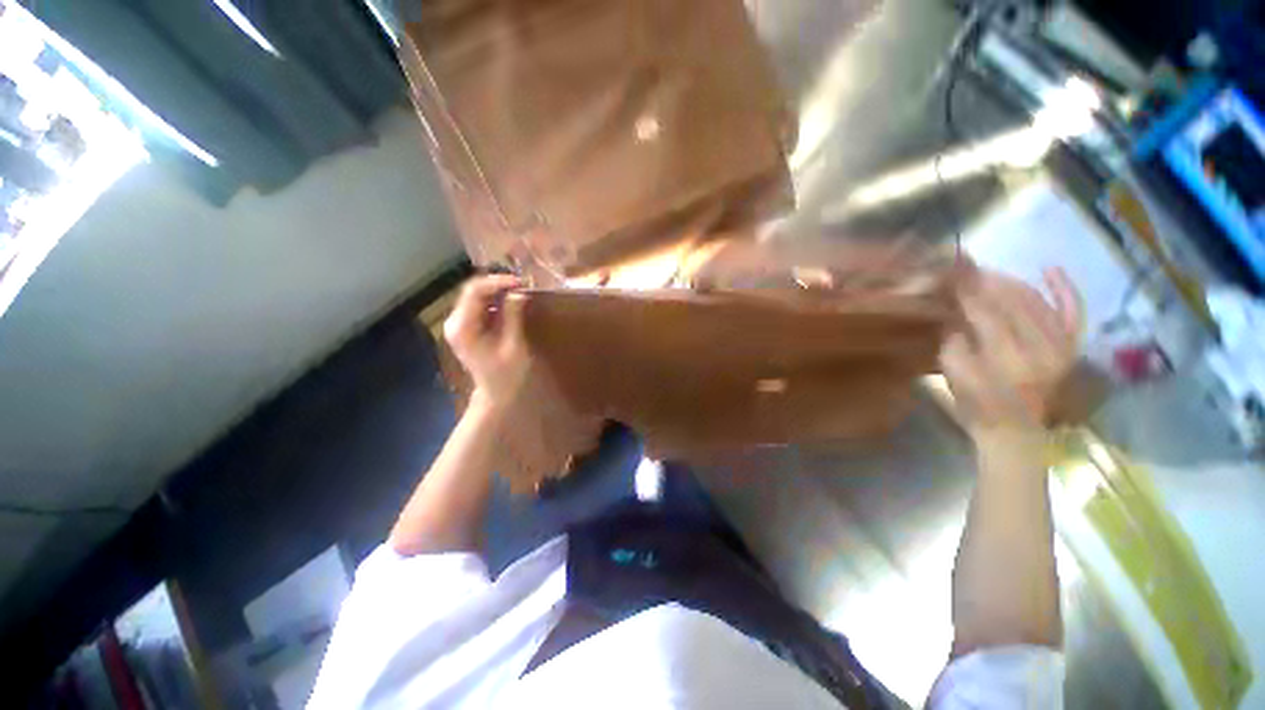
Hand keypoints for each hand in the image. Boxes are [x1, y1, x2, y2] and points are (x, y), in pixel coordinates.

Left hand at [444, 274, 531, 413]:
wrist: (495, 394)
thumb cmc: (506, 374)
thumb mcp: (514, 345)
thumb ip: (513, 316)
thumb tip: (519, 292)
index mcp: (463, 327)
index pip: (474, 291)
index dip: (497, 282)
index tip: (520, 282)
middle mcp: (455, 322)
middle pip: (473, 291)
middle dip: (498, 284)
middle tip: (523, 284)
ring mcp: (459, 324)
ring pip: (476, 296)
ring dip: (498, 291)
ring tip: (520, 290)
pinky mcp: (467, 326)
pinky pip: (479, 305)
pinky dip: (495, 300)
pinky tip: (511, 301)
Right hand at [941, 265, 1081, 435]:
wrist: (1017, 434)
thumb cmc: (978, 407)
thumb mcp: (954, 377)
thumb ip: (953, 342)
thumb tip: (951, 311)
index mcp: (1007, 358)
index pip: (985, 312)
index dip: (966, 290)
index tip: (949, 272)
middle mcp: (1040, 347)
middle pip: (1011, 302)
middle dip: (985, 281)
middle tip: (963, 268)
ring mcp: (1061, 346)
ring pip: (1036, 301)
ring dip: (1011, 282)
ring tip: (987, 272)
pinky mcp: (1070, 348)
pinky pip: (1072, 312)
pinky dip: (1064, 289)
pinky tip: (1050, 269)